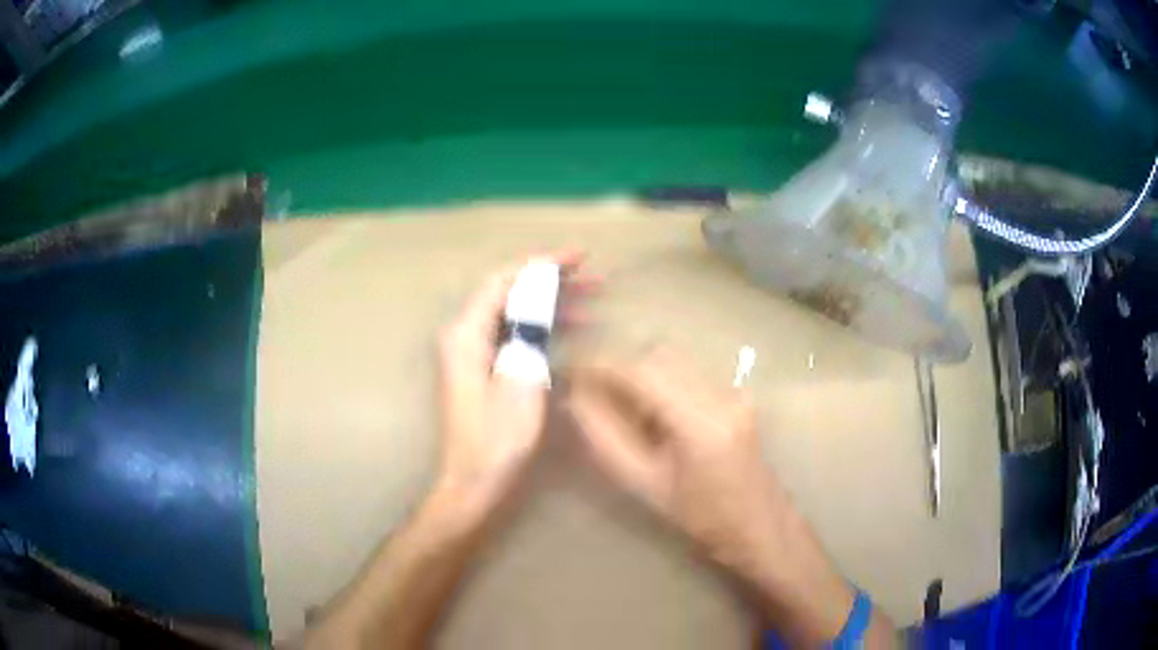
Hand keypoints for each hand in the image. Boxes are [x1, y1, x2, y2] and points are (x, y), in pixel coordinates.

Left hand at [434, 251, 588, 516]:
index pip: (505, 280)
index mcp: (466, 333)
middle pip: (510, 293)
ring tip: (593, 301)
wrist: (475, 481)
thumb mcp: (519, 379)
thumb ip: (527, 327)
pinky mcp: (484, 370)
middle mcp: (465, 336)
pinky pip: (515, 335)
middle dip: (552, 281)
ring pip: (515, 314)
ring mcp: (473, 353)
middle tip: (595, 278)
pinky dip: (542, 328)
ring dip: (551, 304)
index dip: (542, 264)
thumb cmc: (497, 438)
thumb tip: (539, 287)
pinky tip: (571, 331)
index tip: (580, 257)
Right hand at [567, 350, 868, 643]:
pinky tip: (651, 414)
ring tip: (617, 406)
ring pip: (672, 361)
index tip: (569, 368)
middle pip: (657, 356)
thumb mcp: (645, 486)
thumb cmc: (703, 518)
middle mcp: (722, 395)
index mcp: (701, 423)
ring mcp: (734, 391)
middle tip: (588, 390)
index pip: (642, 372)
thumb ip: (606, 439)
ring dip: (638, 374)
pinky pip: (688, 373)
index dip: (600, 364)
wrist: (760, 525)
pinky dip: (659, 382)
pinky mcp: (737, 393)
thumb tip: (576, 398)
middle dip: (618, 366)